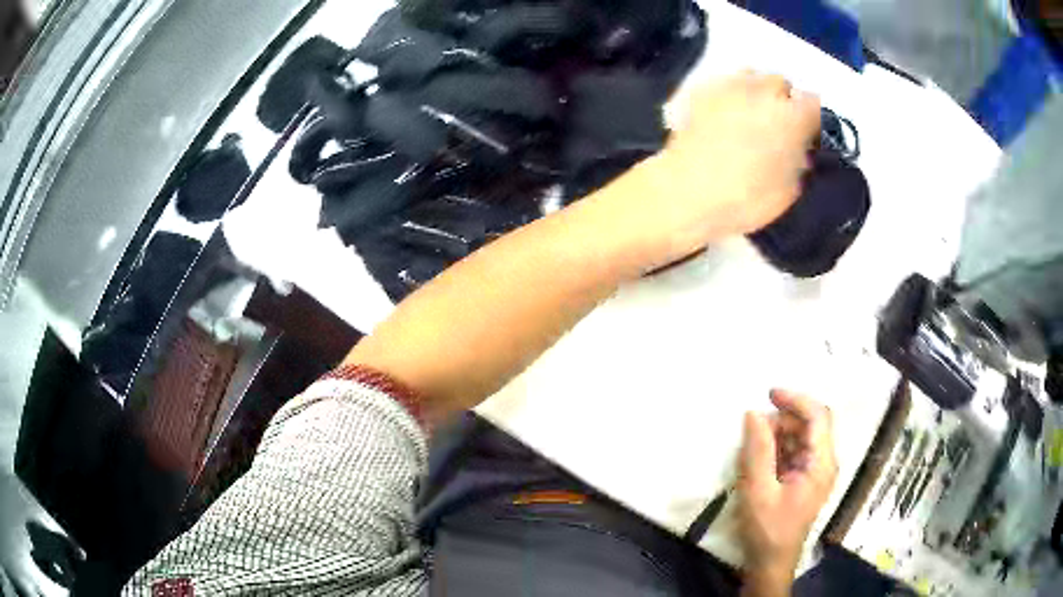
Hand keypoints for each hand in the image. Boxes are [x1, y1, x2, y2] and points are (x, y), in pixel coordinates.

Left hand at [600, 72, 820, 269]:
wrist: (688, 189)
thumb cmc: (746, 198)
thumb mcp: (789, 190)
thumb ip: (798, 161)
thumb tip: (797, 150)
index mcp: (792, 117)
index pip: (812, 102)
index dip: (809, 117)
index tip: (804, 132)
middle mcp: (764, 91)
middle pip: (780, 83)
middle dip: (781, 100)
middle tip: (773, 124)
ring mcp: (730, 85)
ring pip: (751, 75)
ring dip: (755, 91)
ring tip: (746, 114)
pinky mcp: (702, 88)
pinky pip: (723, 82)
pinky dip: (727, 93)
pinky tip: (720, 114)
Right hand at [737, 390, 837, 586]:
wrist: (771, 564)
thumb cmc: (768, 530)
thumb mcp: (758, 490)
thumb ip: (757, 450)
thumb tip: (753, 413)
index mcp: (821, 463)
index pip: (818, 416)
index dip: (796, 399)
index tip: (768, 395)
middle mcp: (823, 463)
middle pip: (809, 425)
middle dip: (782, 420)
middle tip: (752, 431)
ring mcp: (814, 472)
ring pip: (800, 438)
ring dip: (777, 436)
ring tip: (751, 449)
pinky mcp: (803, 481)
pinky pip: (793, 453)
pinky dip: (776, 450)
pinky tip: (757, 462)